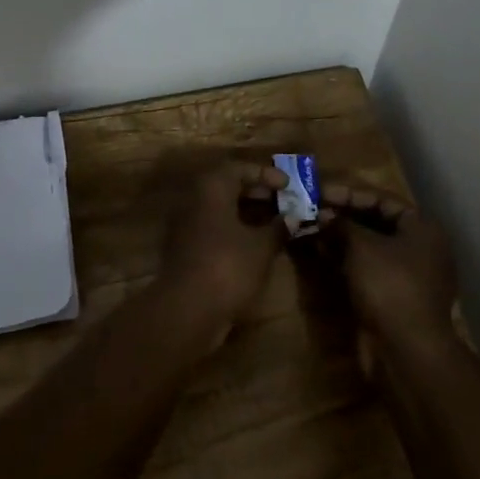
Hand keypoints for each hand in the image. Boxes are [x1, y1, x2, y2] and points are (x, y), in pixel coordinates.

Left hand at [156, 161, 287, 334]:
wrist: (187, 310)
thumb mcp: (261, 247)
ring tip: (276, 223)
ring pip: (221, 208)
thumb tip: (293, 217)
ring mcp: (187, 224)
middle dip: (258, 193)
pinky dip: (235, 229)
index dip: (266, 174)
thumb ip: (279, 227)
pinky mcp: (186, 248)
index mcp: (212, 188)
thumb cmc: (228, 267)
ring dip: (248, 212)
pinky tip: (256, 244)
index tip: (289, 185)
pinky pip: (214, 227)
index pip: (240, 168)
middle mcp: (195, 199)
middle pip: (228, 186)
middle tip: (284, 202)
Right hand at [322, 184, 457, 354]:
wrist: (408, 349)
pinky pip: (370, 267)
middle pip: (377, 221)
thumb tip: (323, 214)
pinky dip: (348, 259)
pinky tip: (323, 253)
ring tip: (312, 228)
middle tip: (313, 210)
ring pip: (372, 246)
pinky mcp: (397, 295)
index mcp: (422, 227)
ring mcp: (411, 274)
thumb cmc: (389, 285)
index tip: (319, 192)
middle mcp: (421, 246)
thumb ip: (342, 225)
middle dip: (344, 216)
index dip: (348, 194)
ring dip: (342, 237)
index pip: (381, 199)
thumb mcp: (361, 247)